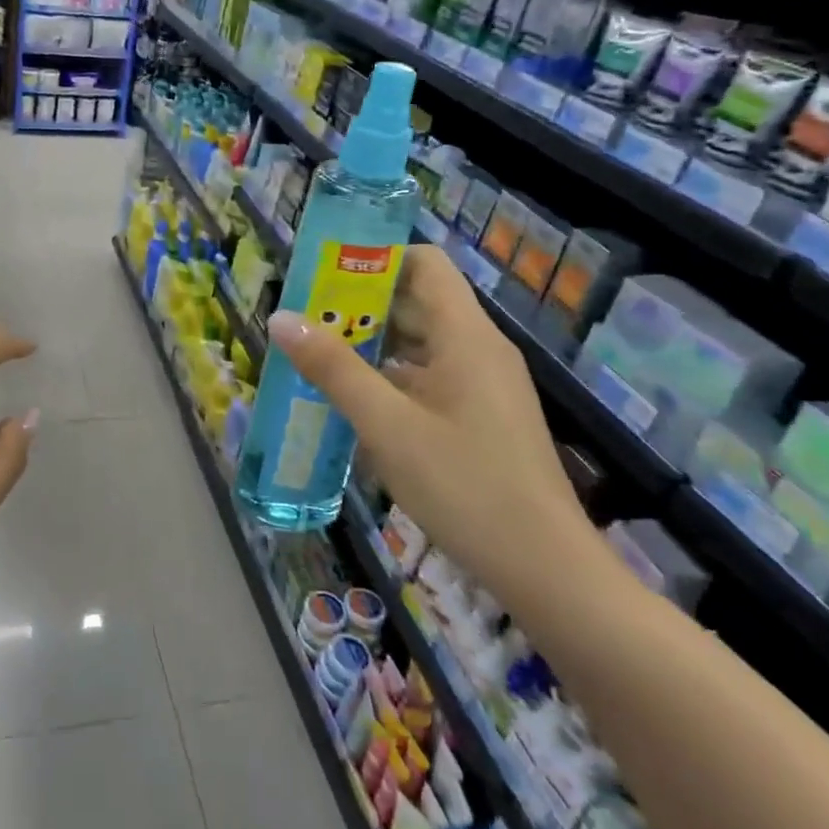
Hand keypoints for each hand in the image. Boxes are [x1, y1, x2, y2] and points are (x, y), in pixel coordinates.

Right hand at [266, 246, 598, 609]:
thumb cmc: (466, 486)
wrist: (547, 571)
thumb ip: (333, 369)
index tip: (326, 272)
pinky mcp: (483, 417)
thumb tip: (281, 318)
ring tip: (318, 355)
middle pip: (418, 301)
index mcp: (465, 335)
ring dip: (373, 344)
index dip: (376, 258)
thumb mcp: (387, 426)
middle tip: (306, 316)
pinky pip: (431, 377)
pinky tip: (355, 403)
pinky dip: (392, 378)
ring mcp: (484, 385)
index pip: (424, 263)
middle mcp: (479, 348)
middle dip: (361, 304)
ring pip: (422, 343)